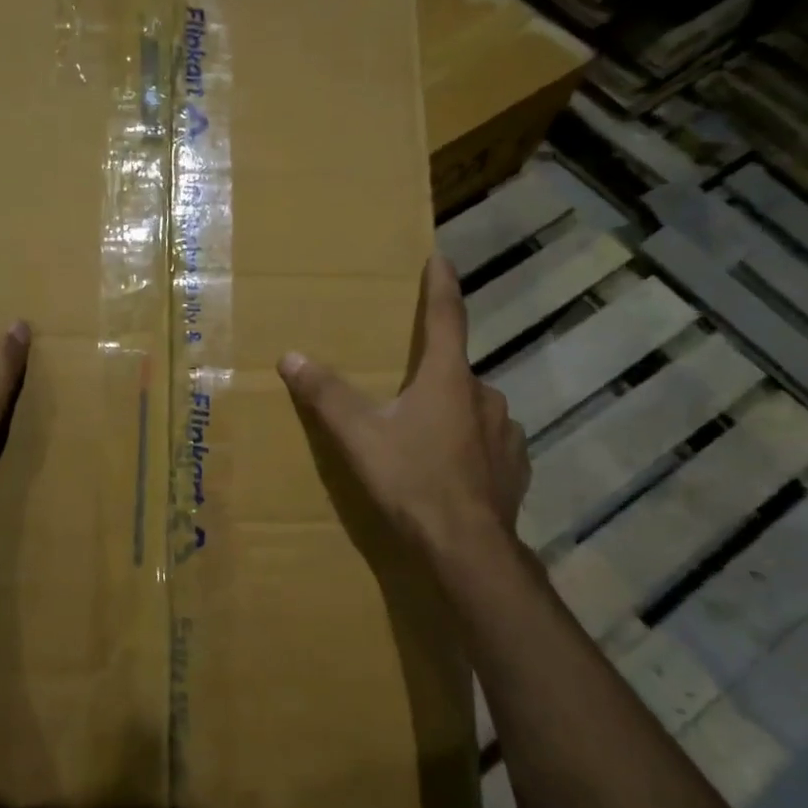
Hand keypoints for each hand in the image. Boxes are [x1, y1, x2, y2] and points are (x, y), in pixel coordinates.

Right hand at [277, 254, 530, 580]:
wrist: (469, 550)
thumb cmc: (412, 480)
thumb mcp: (359, 436)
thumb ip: (326, 394)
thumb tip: (290, 357)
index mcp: (447, 378)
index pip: (445, 317)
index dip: (441, 285)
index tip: (441, 257)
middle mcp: (484, 395)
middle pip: (454, 369)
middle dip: (431, 370)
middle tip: (405, 386)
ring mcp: (506, 432)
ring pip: (473, 407)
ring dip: (451, 410)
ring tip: (423, 435)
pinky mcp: (516, 466)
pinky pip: (489, 441)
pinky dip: (470, 444)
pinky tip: (452, 468)